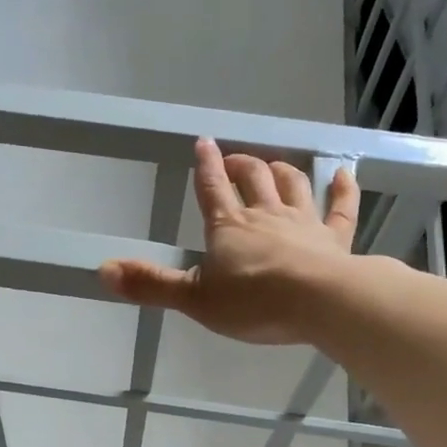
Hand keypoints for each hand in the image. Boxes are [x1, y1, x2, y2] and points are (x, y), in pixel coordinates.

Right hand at [99, 138, 357, 343]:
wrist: (319, 303)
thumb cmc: (254, 302)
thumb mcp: (194, 299)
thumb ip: (151, 284)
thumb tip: (103, 269)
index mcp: (229, 227)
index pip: (212, 189)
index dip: (206, 166)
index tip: (203, 143)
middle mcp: (266, 215)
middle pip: (253, 179)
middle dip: (242, 165)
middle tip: (235, 160)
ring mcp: (304, 223)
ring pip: (292, 185)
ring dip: (281, 171)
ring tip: (274, 165)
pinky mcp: (335, 239)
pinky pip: (340, 208)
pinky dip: (342, 189)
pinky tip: (344, 174)